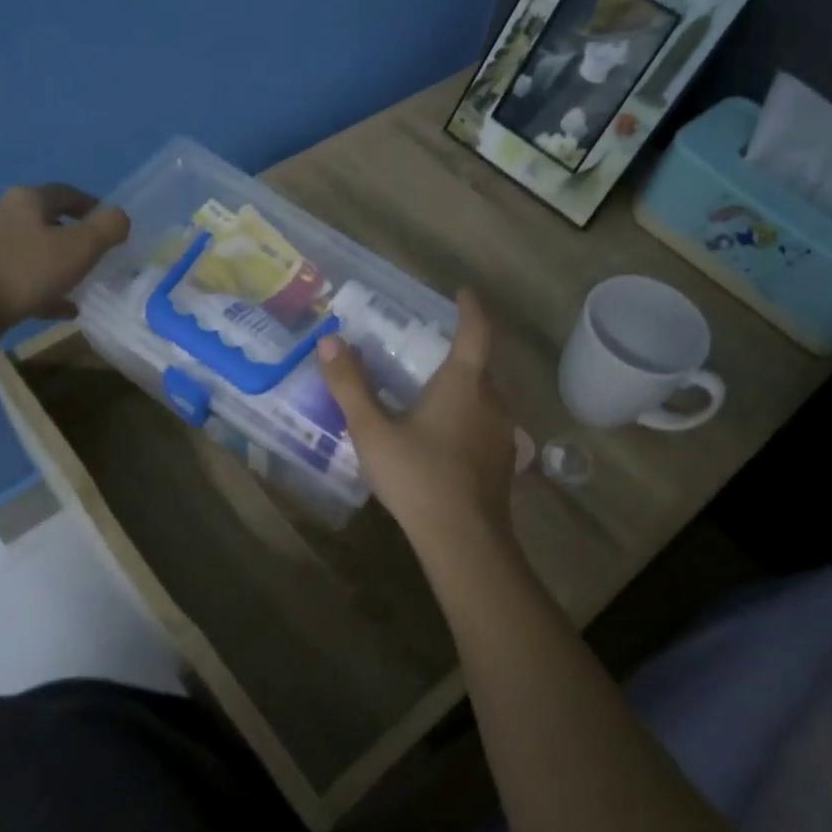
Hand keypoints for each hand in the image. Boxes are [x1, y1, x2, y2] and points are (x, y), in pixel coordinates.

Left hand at [0, 184, 129, 352]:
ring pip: (31, 250)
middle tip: (96, 255)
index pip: (66, 193)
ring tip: (79, 284)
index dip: (92, 206)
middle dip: (72, 236)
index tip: (110, 225)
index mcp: (26, 200)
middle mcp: (1, 214)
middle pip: (45, 220)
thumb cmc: (25, 271)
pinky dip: (41, 288)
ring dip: (56, 264)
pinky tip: (61, 308)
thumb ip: (108, 228)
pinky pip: (18, 277)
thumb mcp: (81, 247)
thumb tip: (120, 217)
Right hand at [315, 288, 515, 548]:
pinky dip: (470, 416)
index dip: (470, 308)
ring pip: (487, 397)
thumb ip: (350, 385)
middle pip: (482, 365)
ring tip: (436, 391)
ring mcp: (502, 433)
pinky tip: (446, 436)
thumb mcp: (373, 430)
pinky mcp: (502, 461)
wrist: (464, 540)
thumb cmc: (418, 476)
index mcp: (464, 383)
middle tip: (432, 348)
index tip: (463, 291)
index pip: (475, 332)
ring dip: (467, 387)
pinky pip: (487, 423)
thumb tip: (329, 340)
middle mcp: (492, 401)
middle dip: (463, 352)